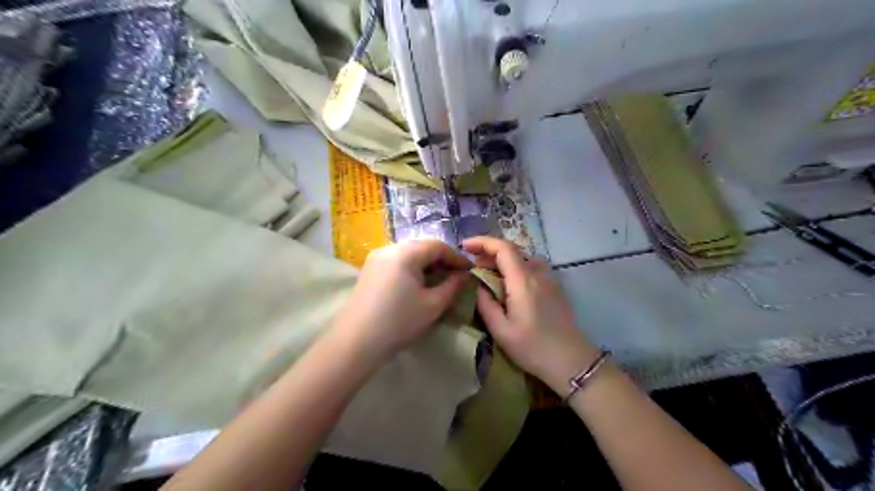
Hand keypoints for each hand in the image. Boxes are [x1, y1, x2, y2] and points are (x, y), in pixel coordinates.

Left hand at [335, 240, 470, 360]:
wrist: (355, 343)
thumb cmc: (399, 323)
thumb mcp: (433, 305)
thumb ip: (453, 286)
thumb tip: (464, 275)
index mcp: (405, 253)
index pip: (437, 246)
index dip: (456, 257)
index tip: (470, 271)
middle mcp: (389, 249)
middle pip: (422, 247)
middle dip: (441, 260)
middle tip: (456, 276)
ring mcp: (376, 258)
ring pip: (408, 254)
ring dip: (426, 264)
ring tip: (439, 281)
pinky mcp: (368, 270)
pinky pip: (396, 262)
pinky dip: (411, 268)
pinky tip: (417, 284)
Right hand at [461, 237, 598, 393]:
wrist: (572, 361)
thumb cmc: (533, 348)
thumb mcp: (501, 330)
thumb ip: (486, 304)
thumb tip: (478, 285)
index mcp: (523, 280)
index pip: (503, 248)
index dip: (482, 242)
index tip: (464, 246)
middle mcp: (538, 273)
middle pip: (512, 250)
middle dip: (489, 252)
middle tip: (472, 264)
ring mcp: (549, 279)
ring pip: (523, 258)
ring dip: (503, 260)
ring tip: (488, 272)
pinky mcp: (554, 287)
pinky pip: (531, 268)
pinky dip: (515, 267)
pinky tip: (508, 284)